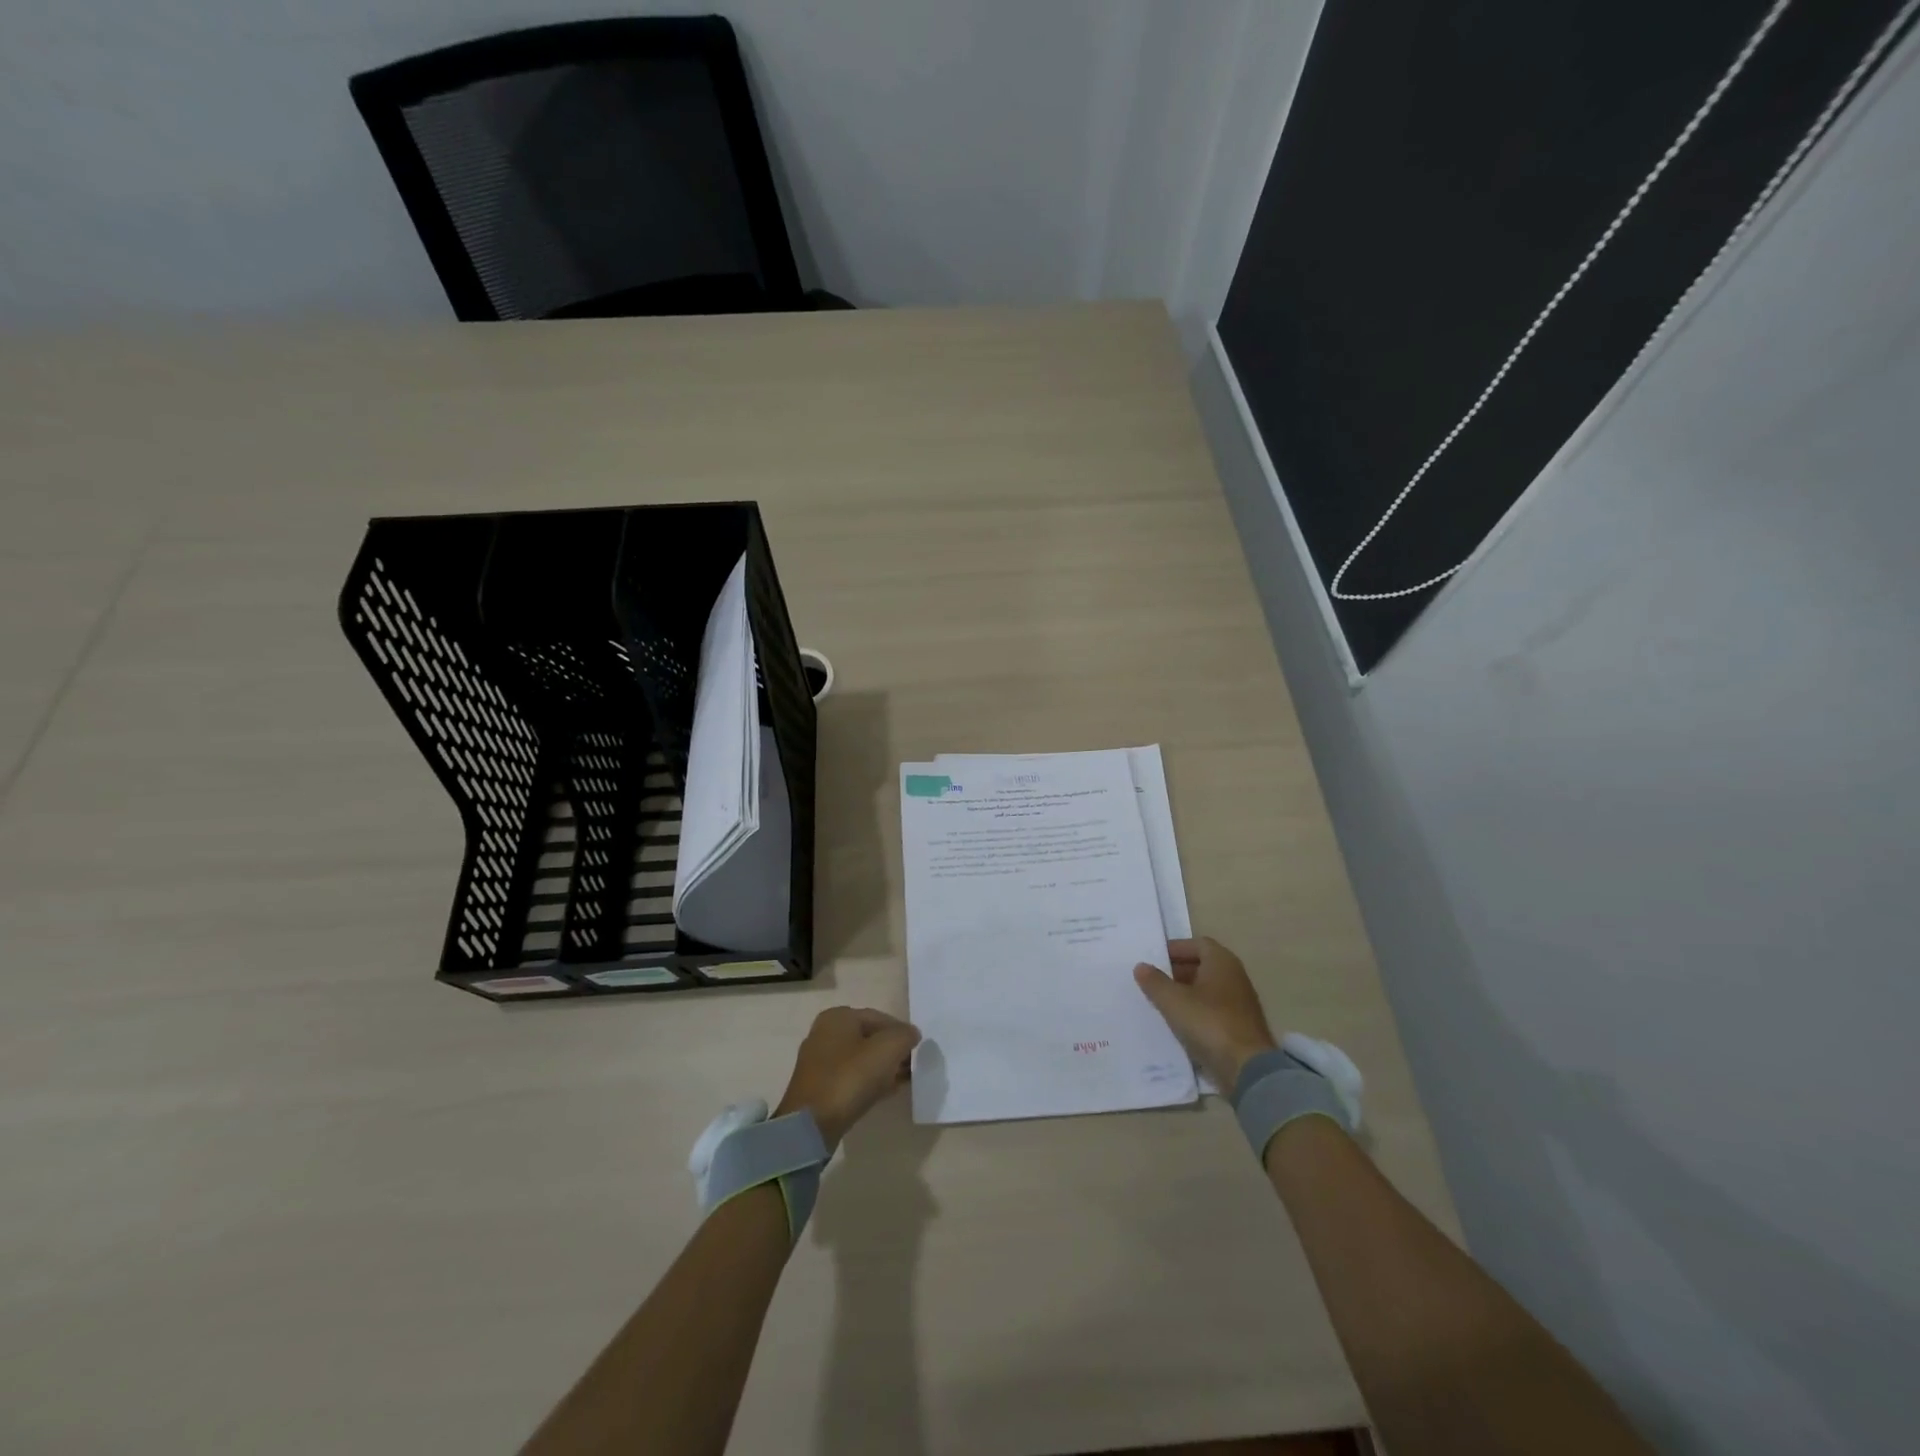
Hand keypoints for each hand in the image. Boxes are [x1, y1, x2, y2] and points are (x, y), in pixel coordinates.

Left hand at [773, 1007, 921, 1150]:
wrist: (811, 1125)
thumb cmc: (850, 1078)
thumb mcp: (887, 1050)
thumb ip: (904, 1036)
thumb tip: (911, 1034)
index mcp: (838, 1017)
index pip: (879, 1017)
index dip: (901, 1032)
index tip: (917, 1049)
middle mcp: (824, 1033)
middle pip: (869, 1038)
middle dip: (892, 1051)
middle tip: (911, 1067)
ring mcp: (818, 1061)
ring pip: (860, 1059)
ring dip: (882, 1068)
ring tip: (902, 1081)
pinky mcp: (818, 1087)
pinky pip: (850, 1077)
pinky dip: (869, 1081)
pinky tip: (885, 1092)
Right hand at [1133, 937, 1277, 1093]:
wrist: (1247, 1069)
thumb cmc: (1209, 1023)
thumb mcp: (1173, 1000)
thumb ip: (1154, 981)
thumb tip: (1141, 966)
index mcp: (1222, 962)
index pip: (1198, 944)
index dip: (1176, 949)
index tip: (1154, 959)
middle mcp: (1234, 977)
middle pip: (1203, 966)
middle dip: (1177, 971)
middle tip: (1153, 980)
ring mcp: (1239, 1003)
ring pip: (1207, 989)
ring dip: (1185, 992)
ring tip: (1160, 1001)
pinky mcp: (1239, 1026)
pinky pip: (1212, 1010)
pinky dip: (1195, 1011)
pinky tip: (1177, 1023)